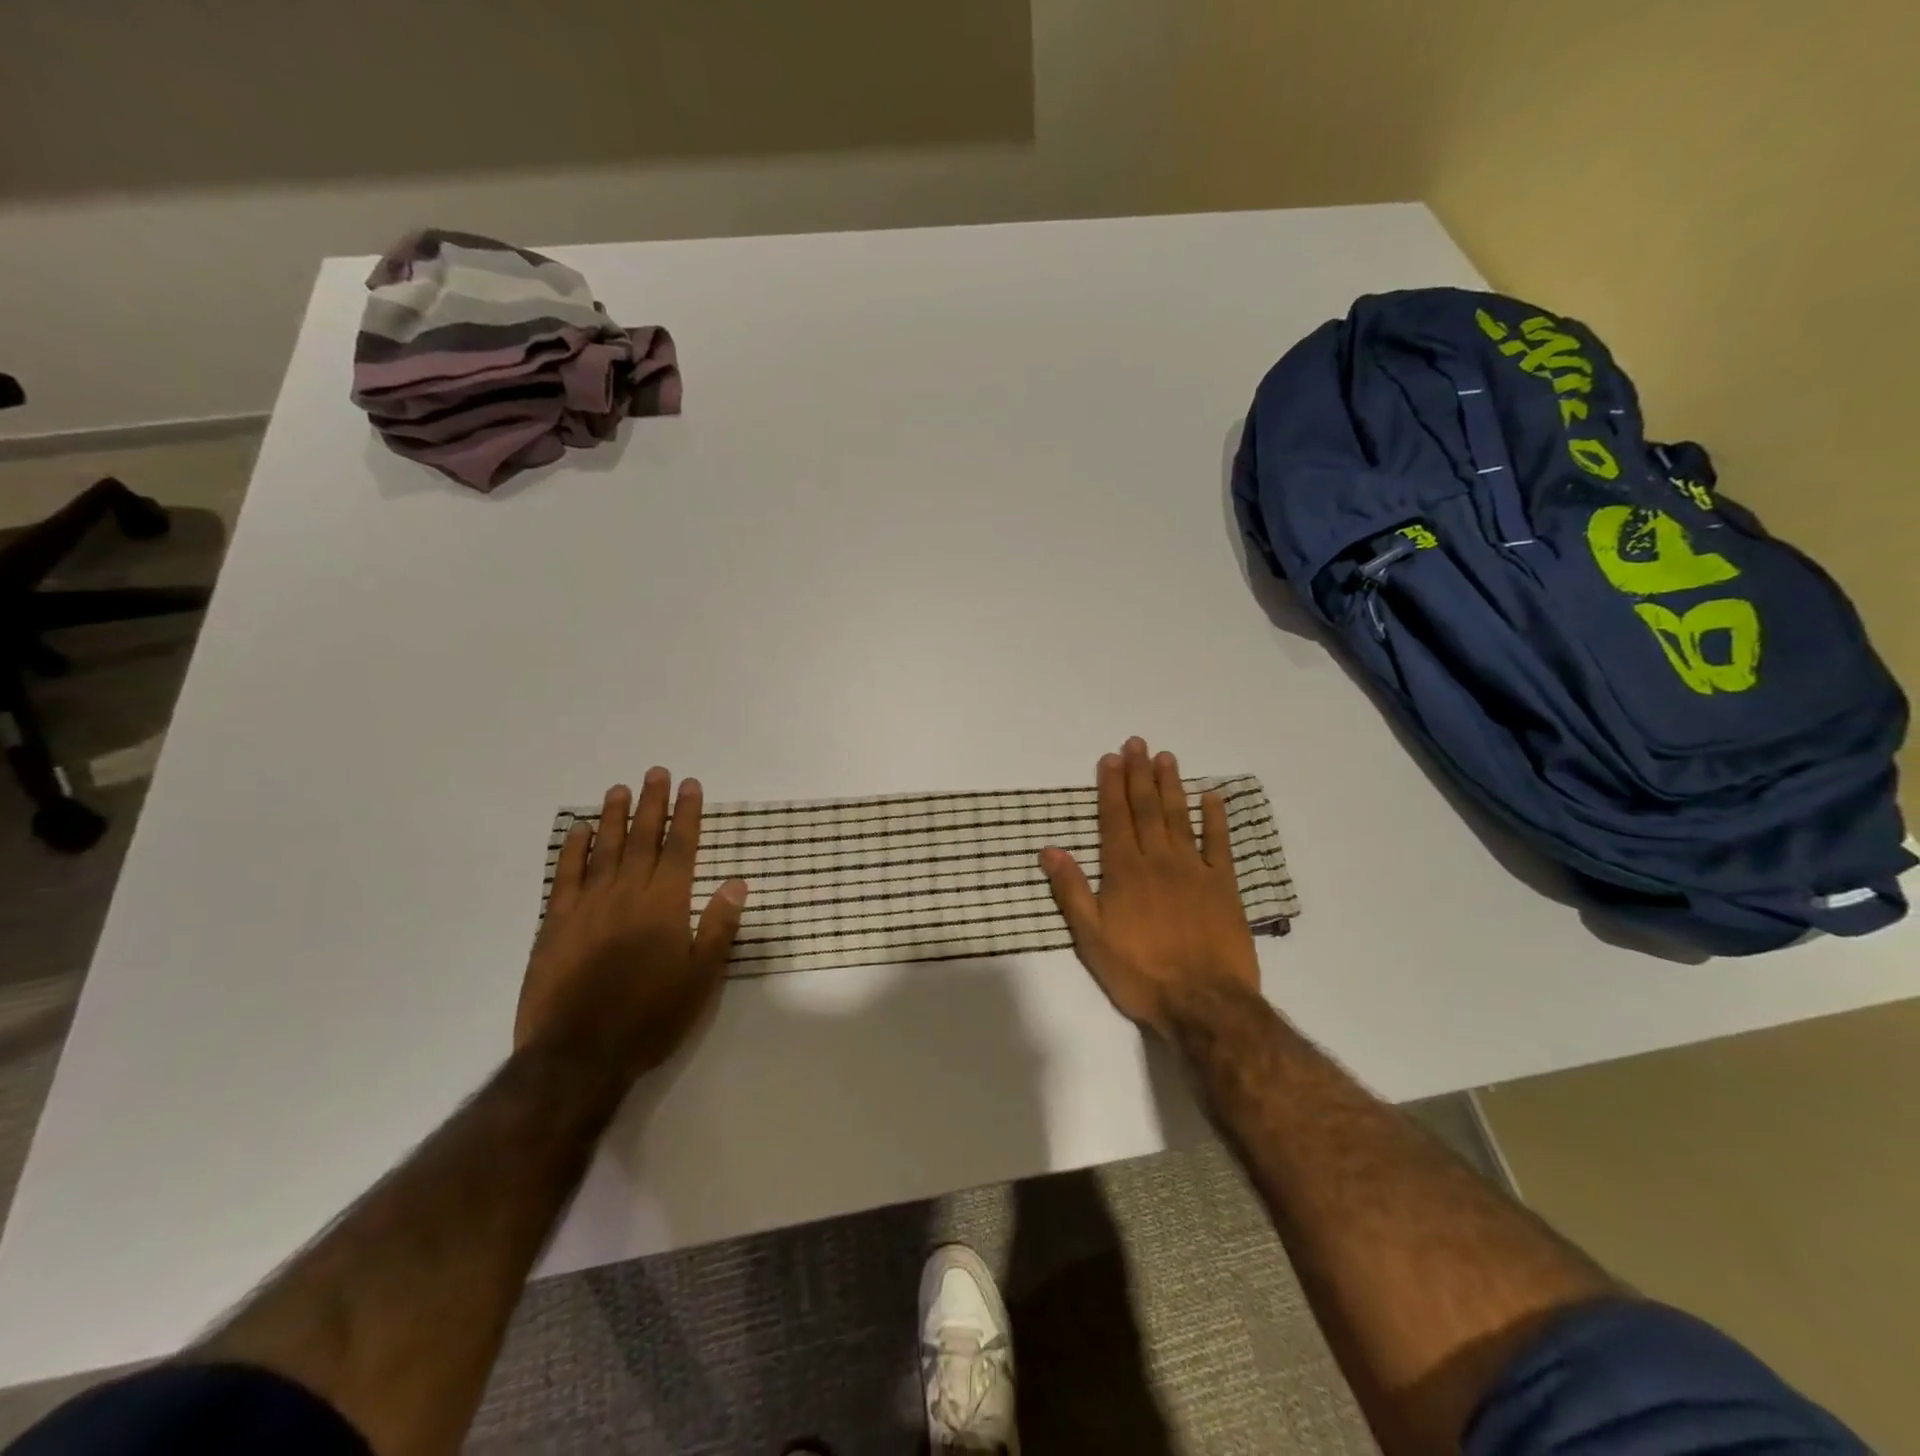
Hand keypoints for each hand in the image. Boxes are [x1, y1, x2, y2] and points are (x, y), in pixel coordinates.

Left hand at [517, 769, 747, 1077]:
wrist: (579, 1054)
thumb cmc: (651, 1016)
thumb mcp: (701, 976)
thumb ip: (718, 926)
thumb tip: (736, 882)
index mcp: (666, 904)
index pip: (681, 848)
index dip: (687, 815)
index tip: (690, 786)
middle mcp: (628, 894)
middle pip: (643, 838)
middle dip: (652, 804)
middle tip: (656, 773)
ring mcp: (588, 905)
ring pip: (604, 849)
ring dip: (614, 817)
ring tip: (620, 789)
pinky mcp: (556, 923)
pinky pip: (565, 876)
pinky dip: (573, 850)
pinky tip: (578, 830)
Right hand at [1040, 737, 1260, 1035]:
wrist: (1203, 1002)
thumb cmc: (1140, 973)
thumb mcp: (1091, 938)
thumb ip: (1071, 891)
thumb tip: (1049, 850)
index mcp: (1124, 872)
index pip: (1114, 819)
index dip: (1110, 787)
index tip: (1110, 758)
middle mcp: (1158, 860)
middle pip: (1146, 809)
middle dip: (1139, 774)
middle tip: (1137, 743)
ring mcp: (1194, 870)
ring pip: (1179, 817)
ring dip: (1171, 785)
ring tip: (1166, 757)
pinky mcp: (1224, 885)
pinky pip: (1219, 844)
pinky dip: (1216, 818)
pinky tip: (1212, 796)